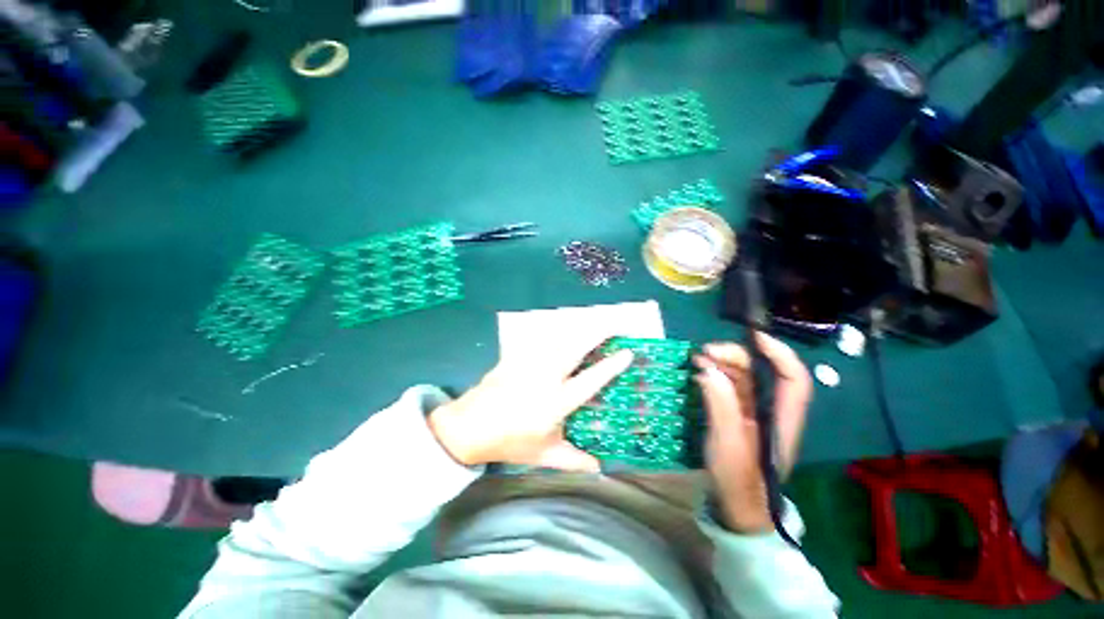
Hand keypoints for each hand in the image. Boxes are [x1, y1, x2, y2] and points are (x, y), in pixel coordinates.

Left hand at [428, 334, 633, 471]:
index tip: (627, 352)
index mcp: (556, 401)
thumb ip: (573, 460)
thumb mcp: (543, 454)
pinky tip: (559, 332)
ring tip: (592, 325)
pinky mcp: (514, 357)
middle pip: (575, 349)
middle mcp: (546, 377)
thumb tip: (599, 468)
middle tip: (612, 325)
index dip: (610, 365)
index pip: (591, 380)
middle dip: (596, 334)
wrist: (468, 427)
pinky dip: (554, 335)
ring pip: (558, 340)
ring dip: (577, 331)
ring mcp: (528, 364)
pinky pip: (538, 341)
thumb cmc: (509, 441)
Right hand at [693, 333, 811, 533]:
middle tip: (705, 352)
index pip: (793, 379)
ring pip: (743, 376)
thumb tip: (708, 370)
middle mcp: (771, 409)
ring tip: (697, 358)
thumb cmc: (738, 479)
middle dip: (736, 356)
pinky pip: (728, 386)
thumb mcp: (728, 443)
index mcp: (782, 418)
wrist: (735, 505)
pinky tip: (699, 372)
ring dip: (721, 363)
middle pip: (761, 371)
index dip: (779, 353)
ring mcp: (753, 411)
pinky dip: (714, 375)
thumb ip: (721, 405)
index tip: (753, 336)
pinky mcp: (737, 413)